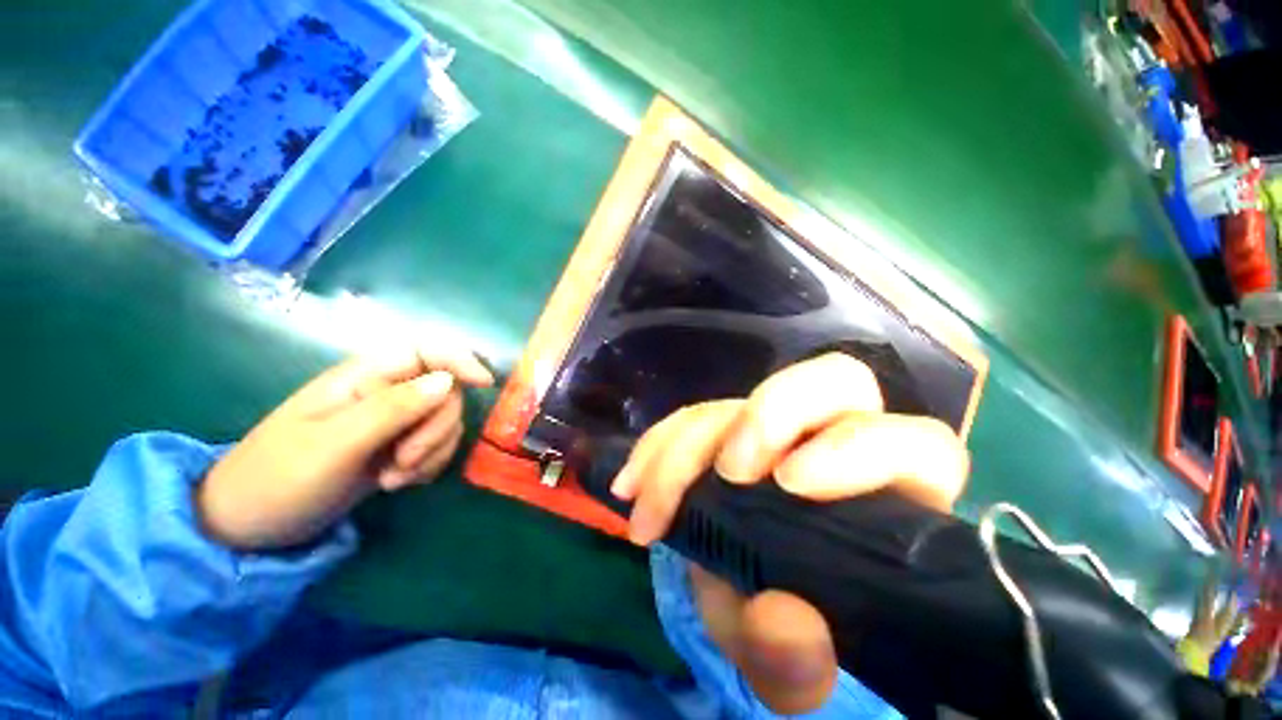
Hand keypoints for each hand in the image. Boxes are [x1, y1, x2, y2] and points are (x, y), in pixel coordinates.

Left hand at [198, 343, 492, 550]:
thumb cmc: (280, 479)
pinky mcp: (397, 446)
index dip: (460, 359)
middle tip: (403, 461)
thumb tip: (448, 382)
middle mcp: (385, 392)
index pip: (426, 349)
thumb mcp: (335, 444)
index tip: (484, 384)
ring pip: (446, 420)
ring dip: (432, 451)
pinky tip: (401, 482)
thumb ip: (394, 408)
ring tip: (393, 479)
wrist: (251, 527)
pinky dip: (430, 464)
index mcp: (364, 377)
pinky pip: (438, 444)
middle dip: (436, 428)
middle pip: (445, 392)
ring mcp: (393, 421)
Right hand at [610, 353, 968, 714]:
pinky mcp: (733, 430)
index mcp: (895, 498)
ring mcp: (779, 431)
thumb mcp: (796, 663)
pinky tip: (632, 484)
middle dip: (771, 414)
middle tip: (724, 470)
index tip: (789, 485)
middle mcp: (839, 445)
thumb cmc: (800, 631)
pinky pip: (695, 417)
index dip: (856, 448)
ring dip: (684, 444)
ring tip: (643, 500)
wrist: (758, 606)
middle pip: (832, 382)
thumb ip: (799, 663)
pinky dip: (659, 446)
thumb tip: (782, 621)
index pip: (911, 445)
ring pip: (739, 401)